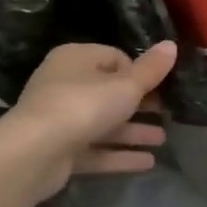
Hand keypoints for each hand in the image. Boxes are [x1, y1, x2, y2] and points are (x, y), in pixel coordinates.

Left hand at [0, 41, 176, 198]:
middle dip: (140, 105)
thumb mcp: (125, 85)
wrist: (34, 153)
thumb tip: (171, 45)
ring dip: (133, 131)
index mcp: (76, 59)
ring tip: (163, 140)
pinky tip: (148, 162)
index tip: (161, 86)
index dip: (139, 72)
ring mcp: (60, 120)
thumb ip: (150, 69)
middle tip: (168, 113)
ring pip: (103, 123)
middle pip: (109, 92)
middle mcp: (65, 84)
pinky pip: (95, 149)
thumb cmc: (83, 106)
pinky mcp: (59, 151)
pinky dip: (119, 154)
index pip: (114, 58)